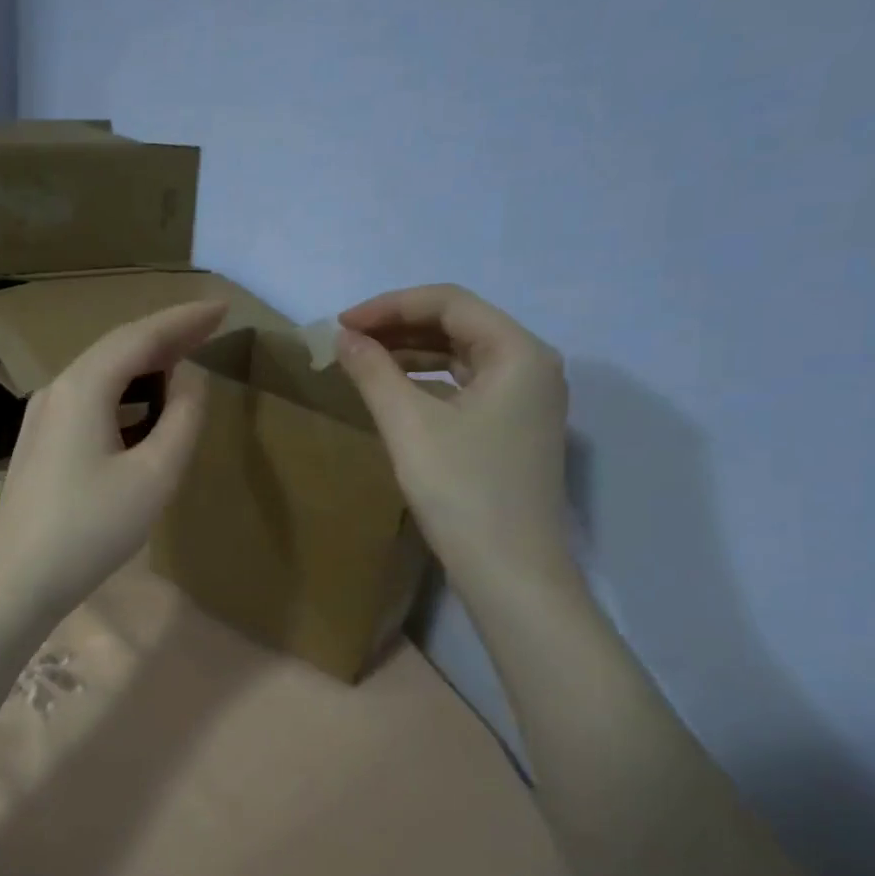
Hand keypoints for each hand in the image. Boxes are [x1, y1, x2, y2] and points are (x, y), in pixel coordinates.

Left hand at [0, 300, 227, 622]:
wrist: (16, 580)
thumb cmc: (91, 528)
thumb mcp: (153, 475)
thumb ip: (181, 419)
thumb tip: (190, 378)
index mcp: (83, 387)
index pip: (140, 336)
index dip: (184, 319)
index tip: (223, 308)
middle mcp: (57, 389)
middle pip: (117, 349)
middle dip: (166, 337)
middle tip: (211, 329)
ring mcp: (42, 416)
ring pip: (101, 374)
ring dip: (144, 366)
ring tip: (184, 364)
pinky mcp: (40, 442)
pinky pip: (89, 400)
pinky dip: (124, 394)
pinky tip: (142, 410)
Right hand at [335, 284, 574, 599]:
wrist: (509, 572)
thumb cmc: (461, 491)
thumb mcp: (408, 425)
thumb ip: (373, 371)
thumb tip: (345, 337)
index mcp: (519, 352)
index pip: (448, 303)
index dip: (389, 305)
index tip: (342, 324)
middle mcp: (533, 365)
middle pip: (459, 324)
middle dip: (399, 326)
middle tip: (348, 341)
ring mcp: (528, 399)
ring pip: (462, 355)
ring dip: (412, 352)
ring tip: (363, 362)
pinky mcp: (515, 428)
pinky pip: (468, 385)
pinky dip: (428, 381)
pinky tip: (395, 392)